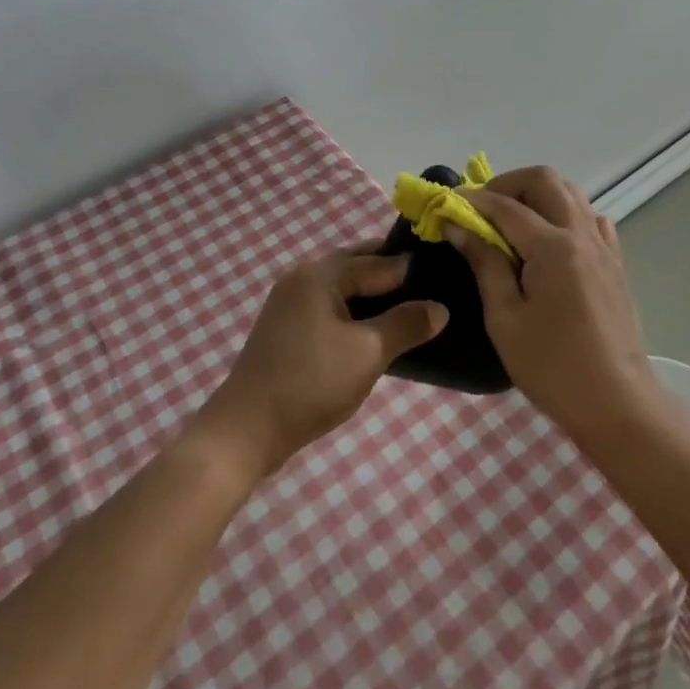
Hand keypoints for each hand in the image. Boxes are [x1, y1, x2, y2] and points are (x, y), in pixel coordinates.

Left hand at [197, 247, 447, 479]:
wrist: (246, 429)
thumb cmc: (311, 383)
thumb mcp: (368, 354)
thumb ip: (405, 325)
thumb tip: (440, 307)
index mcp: (320, 274)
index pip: (376, 260)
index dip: (410, 268)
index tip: (442, 273)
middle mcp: (302, 277)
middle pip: (355, 264)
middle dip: (389, 273)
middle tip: (428, 287)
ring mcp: (288, 301)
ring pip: (340, 286)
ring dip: (370, 293)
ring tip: (406, 309)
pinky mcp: (284, 326)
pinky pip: (327, 304)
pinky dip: (352, 309)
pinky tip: (371, 329)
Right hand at [446, 167, 656, 441]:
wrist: (618, 404)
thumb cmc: (553, 367)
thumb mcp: (505, 319)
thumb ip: (484, 264)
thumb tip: (458, 226)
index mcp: (553, 248)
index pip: (506, 206)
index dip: (473, 200)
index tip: (447, 205)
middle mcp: (581, 234)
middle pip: (544, 180)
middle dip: (508, 184)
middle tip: (482, 209)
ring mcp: (603, 246)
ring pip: (570, 192)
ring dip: (536, 194)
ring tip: (511, 221)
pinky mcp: (615, 262)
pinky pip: (590, 217)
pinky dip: (565, 213)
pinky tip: (549, 239)